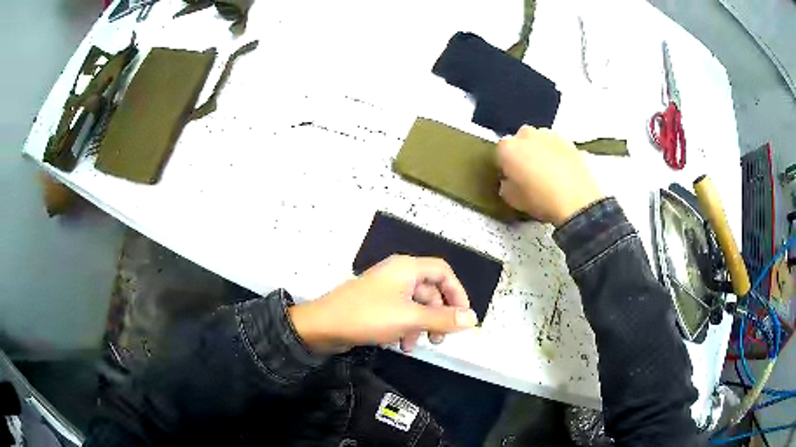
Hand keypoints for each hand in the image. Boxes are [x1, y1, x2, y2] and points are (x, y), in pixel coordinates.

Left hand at [289, 255, 477, 353]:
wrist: (323, 326)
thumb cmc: (368, 316)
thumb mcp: (410, 318)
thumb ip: (443, 319)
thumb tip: (473, 318)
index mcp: (407, 268)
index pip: (443, 271)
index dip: (457, 292)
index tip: (463, 316)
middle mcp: (398, 274)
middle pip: (430, 291)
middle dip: (437, 315)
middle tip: (440, 339)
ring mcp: (385, 290)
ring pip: (415, 305)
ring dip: (420, 326)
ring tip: (415, 346)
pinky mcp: (375, 305)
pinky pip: (399, 313)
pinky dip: (405, 328)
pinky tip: (400, 345)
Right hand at [496, 126, 604, 226]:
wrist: (577, 201)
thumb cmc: (540, 200)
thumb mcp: (512, 200)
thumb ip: (505, 186)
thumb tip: (509, 181)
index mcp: (508, 148)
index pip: (500, 154)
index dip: (504, 168)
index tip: (510, 180)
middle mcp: (527, 135)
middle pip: (520, 142)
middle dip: (522, 154)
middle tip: (528, 174)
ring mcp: (550, 135)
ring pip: (540, 141)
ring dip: (540, 151)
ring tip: (548, 172)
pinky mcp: (569, 142)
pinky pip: (557, 147)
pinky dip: (557, 155)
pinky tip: (562, 172)